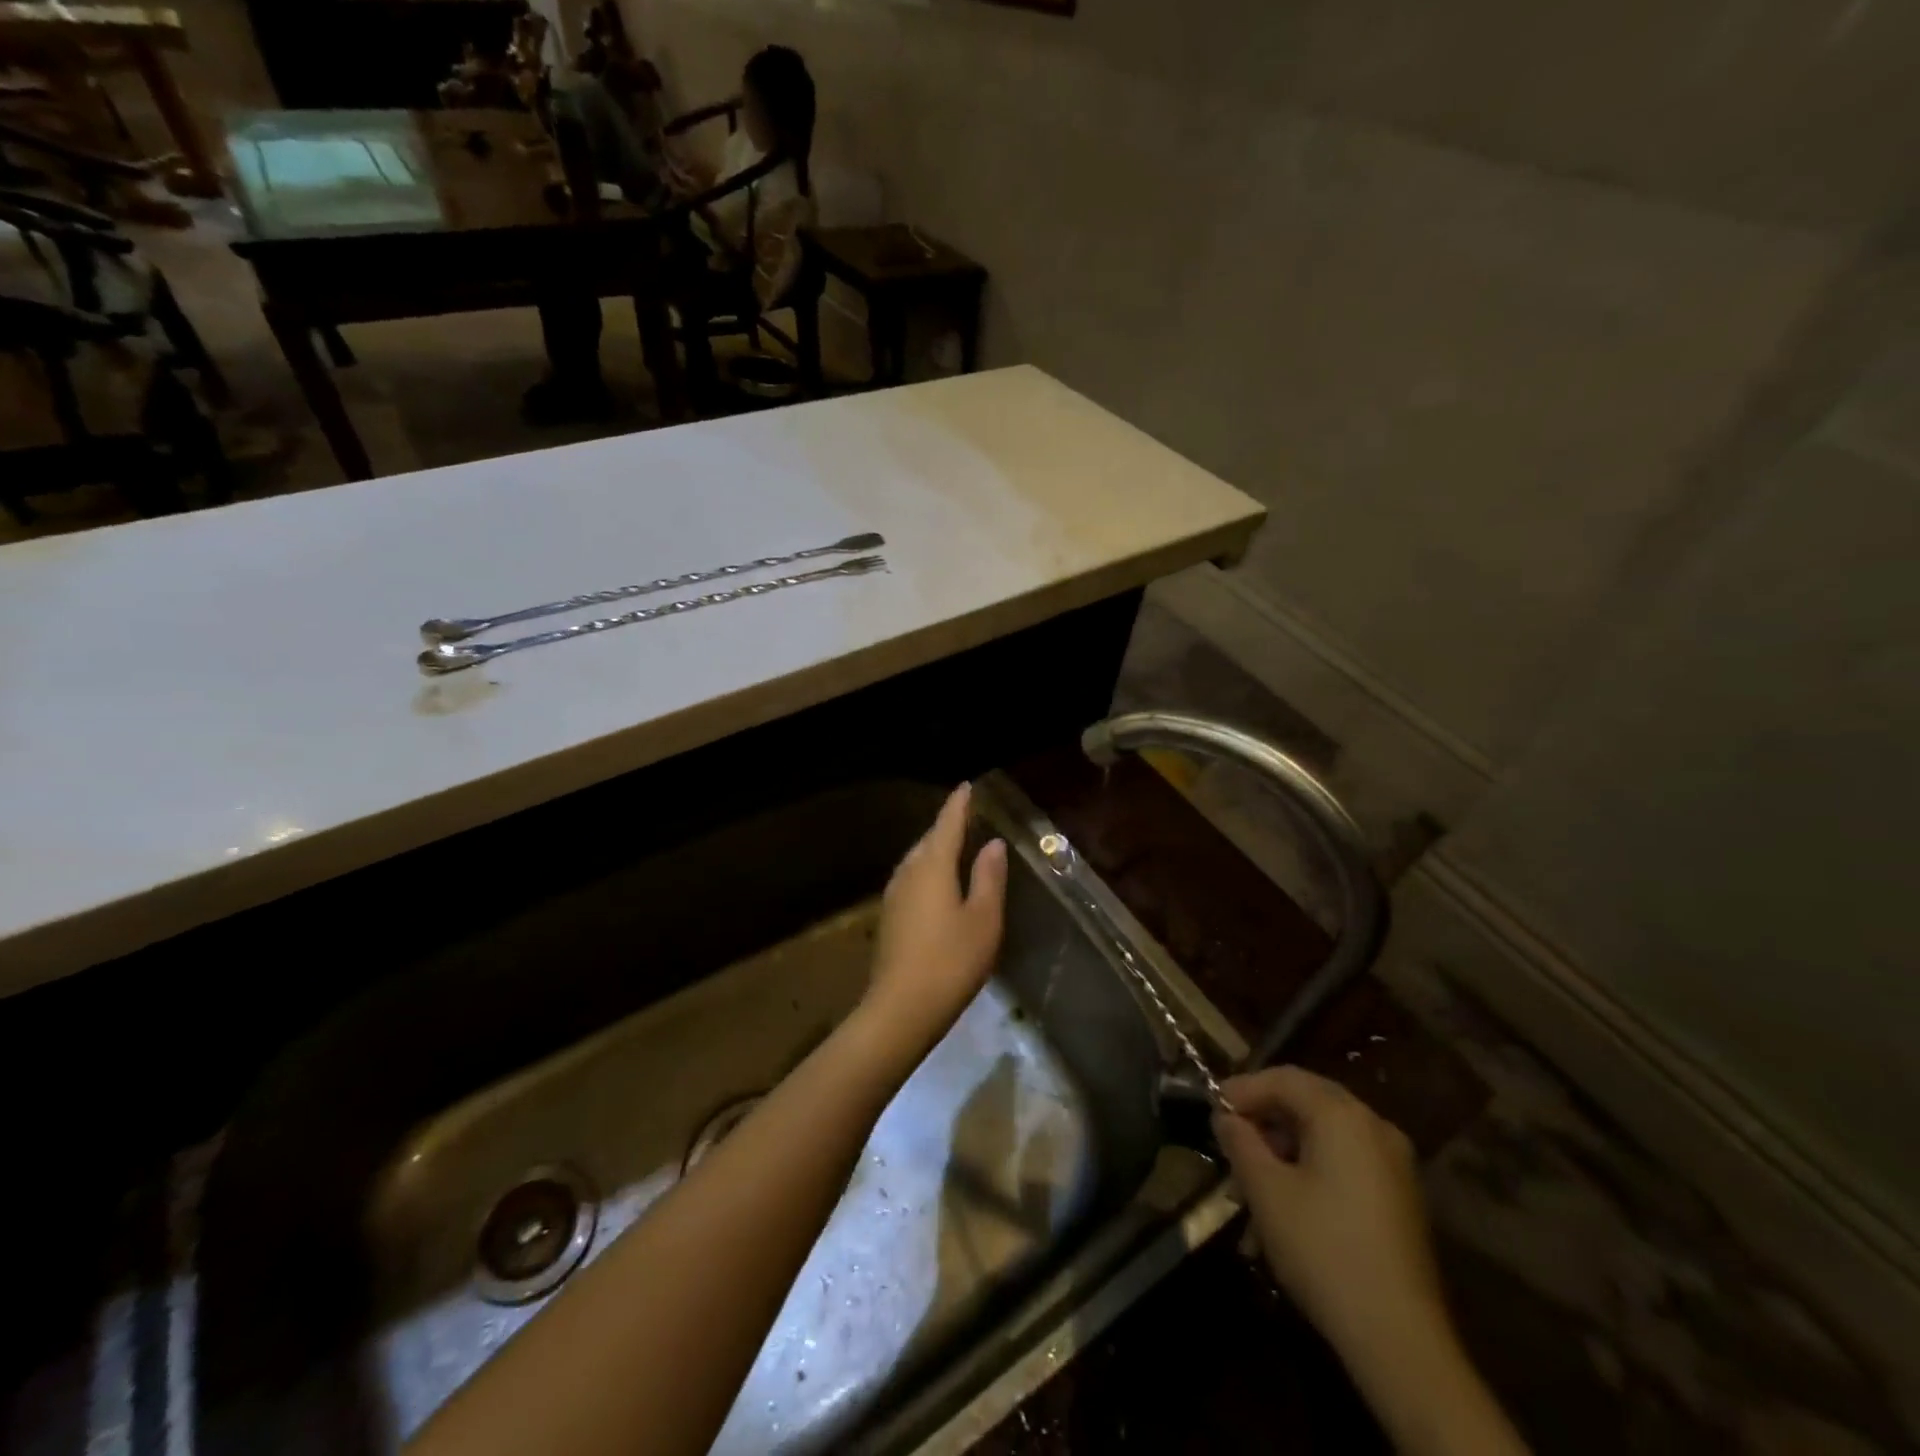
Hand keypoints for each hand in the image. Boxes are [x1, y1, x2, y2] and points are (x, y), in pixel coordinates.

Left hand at [860, 783, 1006, 1056]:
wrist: (901, 1009)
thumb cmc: (951, 960)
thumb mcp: (983, 919)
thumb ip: (988, 877)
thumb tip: (993, 844)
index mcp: (932, 866)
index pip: (947, 824)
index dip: (959, 804)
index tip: (967, 786)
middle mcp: (908, 872)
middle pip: (928, 840)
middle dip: (947, 826)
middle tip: (967, 816)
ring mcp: (894, 896)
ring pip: (917, 860)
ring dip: (936, 849)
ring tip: (956, 846)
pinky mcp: (890, 918)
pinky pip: (912, 879)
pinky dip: (928, 872)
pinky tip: (939, 885)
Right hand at [1215, 1067, 1528, 1455]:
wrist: (1399, 1338)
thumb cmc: (1322, 1249)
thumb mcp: (1265, 1190)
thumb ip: (1240, 1141)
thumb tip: (1226, 1117)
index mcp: (1343, 1115)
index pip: (1284, 1078)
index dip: (1243, 1088)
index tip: (1211, 1107)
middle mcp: (1375, 1126)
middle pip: (1309, 1099)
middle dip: (1265, 1113)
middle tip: (1230, 1134)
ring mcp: (1395, 1162)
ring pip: (1328, 1130)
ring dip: (1286, 1140)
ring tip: (1253, 1171)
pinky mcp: (1401, 1196)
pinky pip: (1348, 1157)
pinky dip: (1313, 1161)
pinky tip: (1289, 1193)